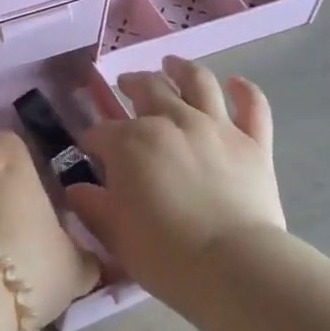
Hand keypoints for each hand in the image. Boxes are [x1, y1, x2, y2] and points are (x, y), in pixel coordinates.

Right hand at [65, 56, 289, 309]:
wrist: (234, 267)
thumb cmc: (164, 254)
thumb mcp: (114, 234)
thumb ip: (92, 206)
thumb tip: (76, 190)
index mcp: (130, 142)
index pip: (101, 133)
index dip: (92, 141)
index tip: (90, 152)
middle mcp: (171, 121)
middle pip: (148, 89)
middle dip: (131, 84)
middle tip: (126, 84)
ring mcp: (216, 127)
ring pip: (198, 82)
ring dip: (181, 68)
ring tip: (172, 63)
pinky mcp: (253, 142)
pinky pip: (252, 106)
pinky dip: (244, 91)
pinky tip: (236, 83)